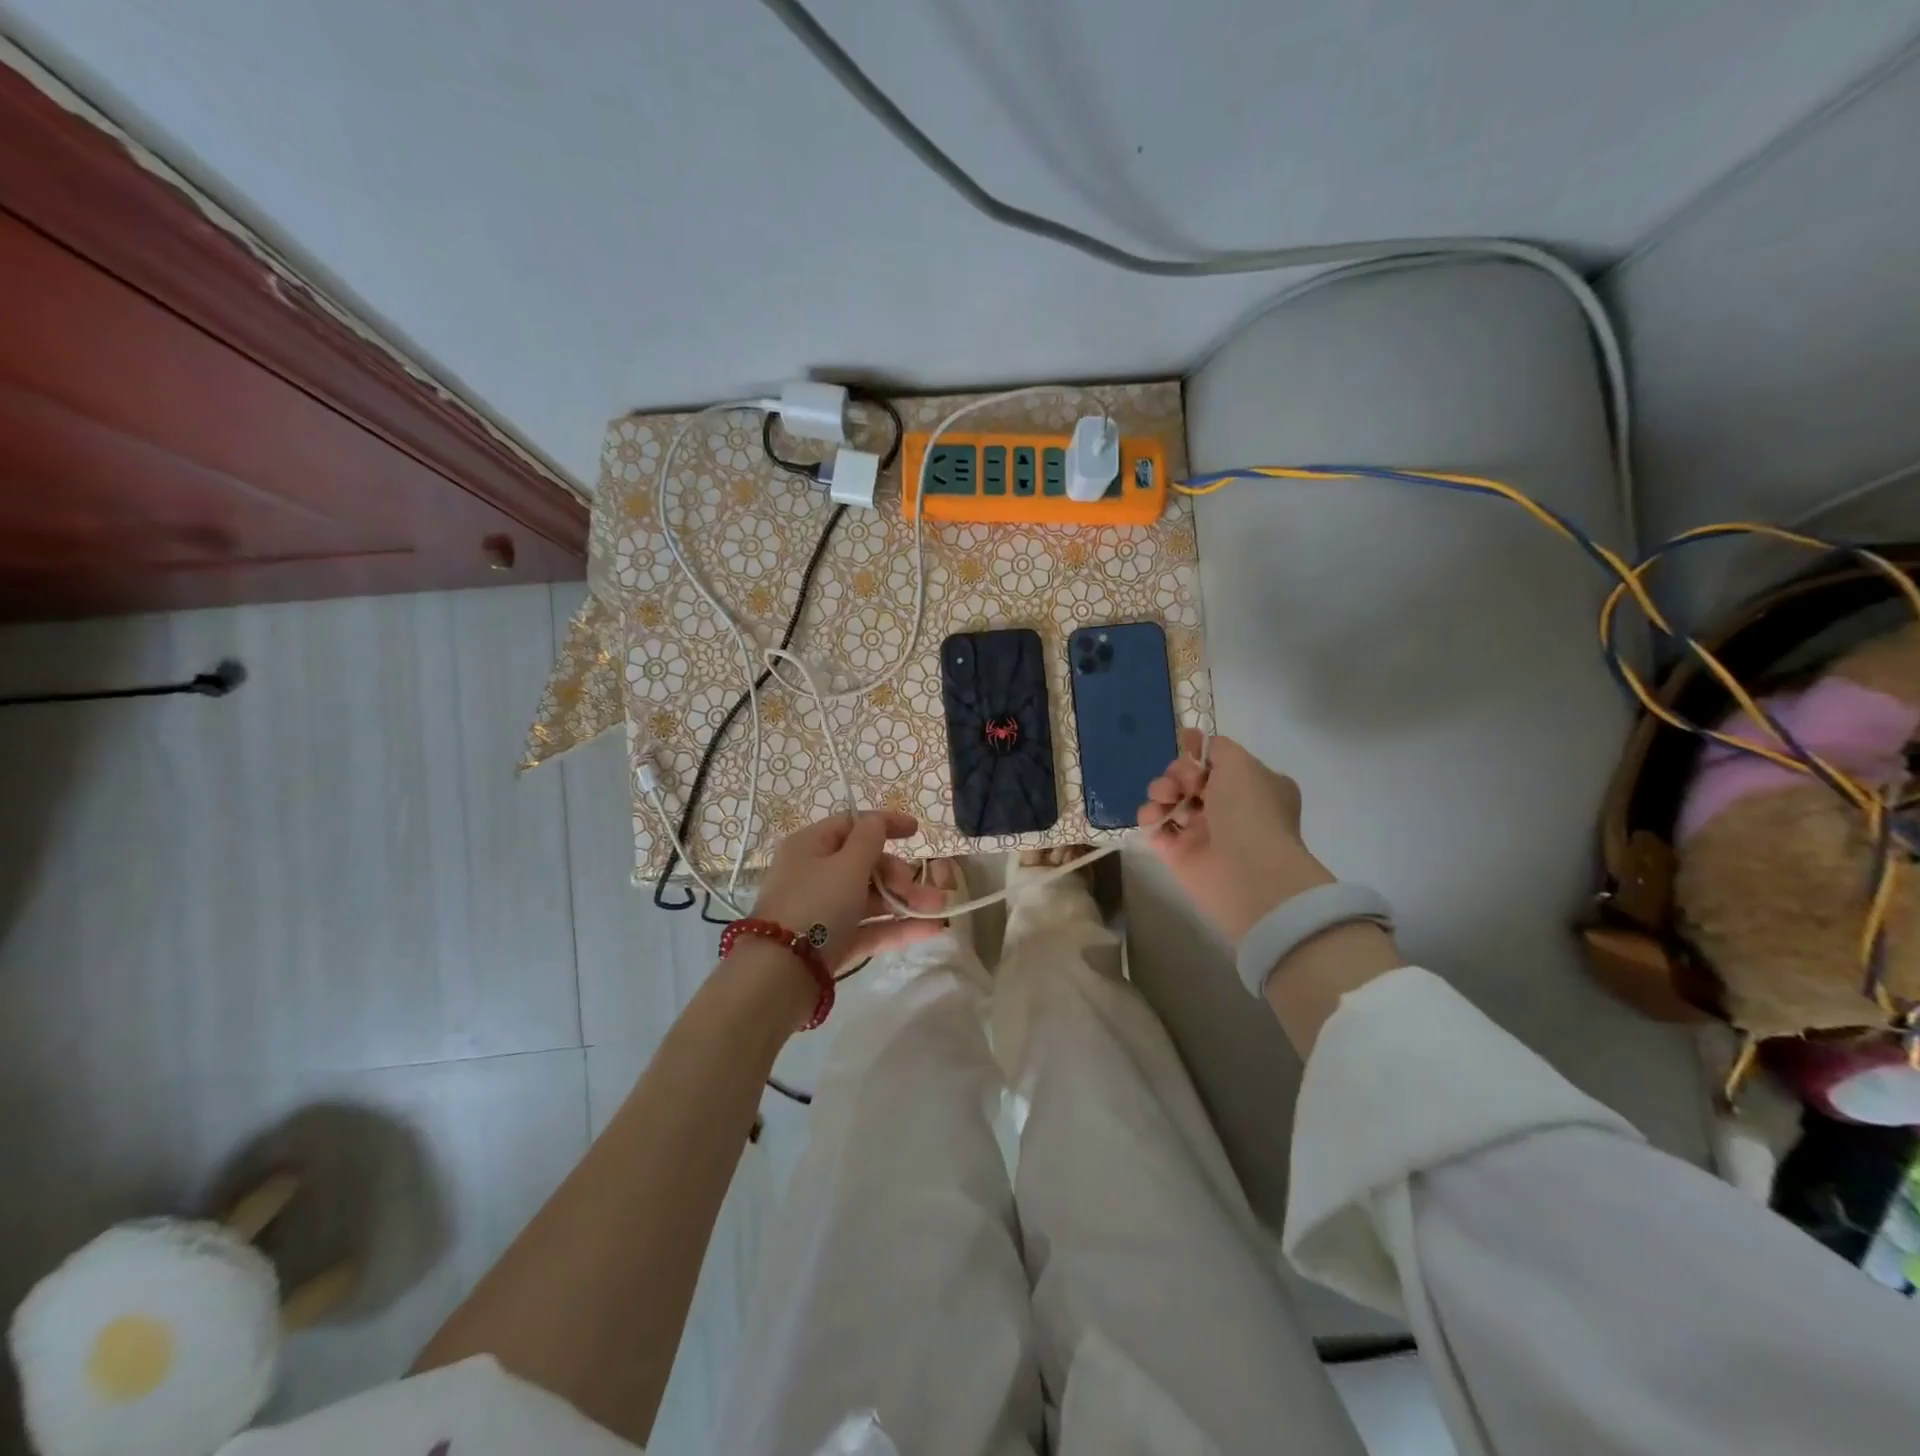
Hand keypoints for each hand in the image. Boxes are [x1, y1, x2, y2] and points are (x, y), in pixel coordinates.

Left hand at [752, 811, 946, 972]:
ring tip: (939, 909)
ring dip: (906, 901)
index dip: (885, 824)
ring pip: (871, 899)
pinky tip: (931, 929)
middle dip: (901, 875)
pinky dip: (898, 927)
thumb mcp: (847, 865)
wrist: (781, 975)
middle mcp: (814, 875)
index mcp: (810, 846)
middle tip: (924, 889)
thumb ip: (870, 839)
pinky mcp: (833, 944)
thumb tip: (878, 821)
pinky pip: (870, 928)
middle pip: (865, 864)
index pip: (851, 824)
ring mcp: (824, 912)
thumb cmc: (816, 905)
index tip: (917, 831)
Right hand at [1138, 729, 1333, 943]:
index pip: (1218, 762)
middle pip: (1189, 778)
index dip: (1199, 753)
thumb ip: (1216, 747)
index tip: (1187, 745)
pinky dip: (1150, 818)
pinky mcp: (1179, 854)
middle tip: (1184, 783)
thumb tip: (1197, 742)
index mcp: (1253, 786)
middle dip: (1178, 772)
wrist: (1247, 871)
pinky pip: (1156, 828)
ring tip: (1164, 798)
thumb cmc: (1249, 810)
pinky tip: (1153, 817)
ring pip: (1170, 800)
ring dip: (1160, 791)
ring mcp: (1203, 832)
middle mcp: (1230, 808)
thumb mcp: (1239, 762)